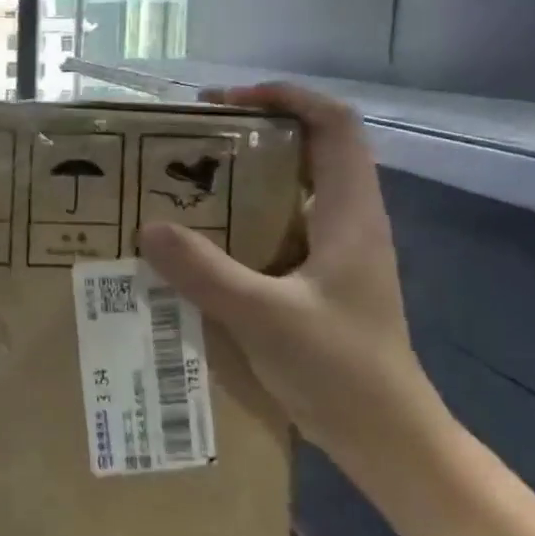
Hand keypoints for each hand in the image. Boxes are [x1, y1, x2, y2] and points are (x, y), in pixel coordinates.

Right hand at [140, 82, 448, 474]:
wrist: (385, 438)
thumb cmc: (341, 369)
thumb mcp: (265, 316)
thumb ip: (206, 271)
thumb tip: (149, 228)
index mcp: (350, 214)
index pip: (335, 124)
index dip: (287, 96)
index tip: (227, 101)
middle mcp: (345, 221)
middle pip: (307, 150)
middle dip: (249, 134)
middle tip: (189, 143)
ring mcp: (332, 253)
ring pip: (287, 192)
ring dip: (238, 180)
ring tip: (182, 186)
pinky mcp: (315, 281)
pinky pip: (272, 231)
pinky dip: (236, 222)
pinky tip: (196, 245)